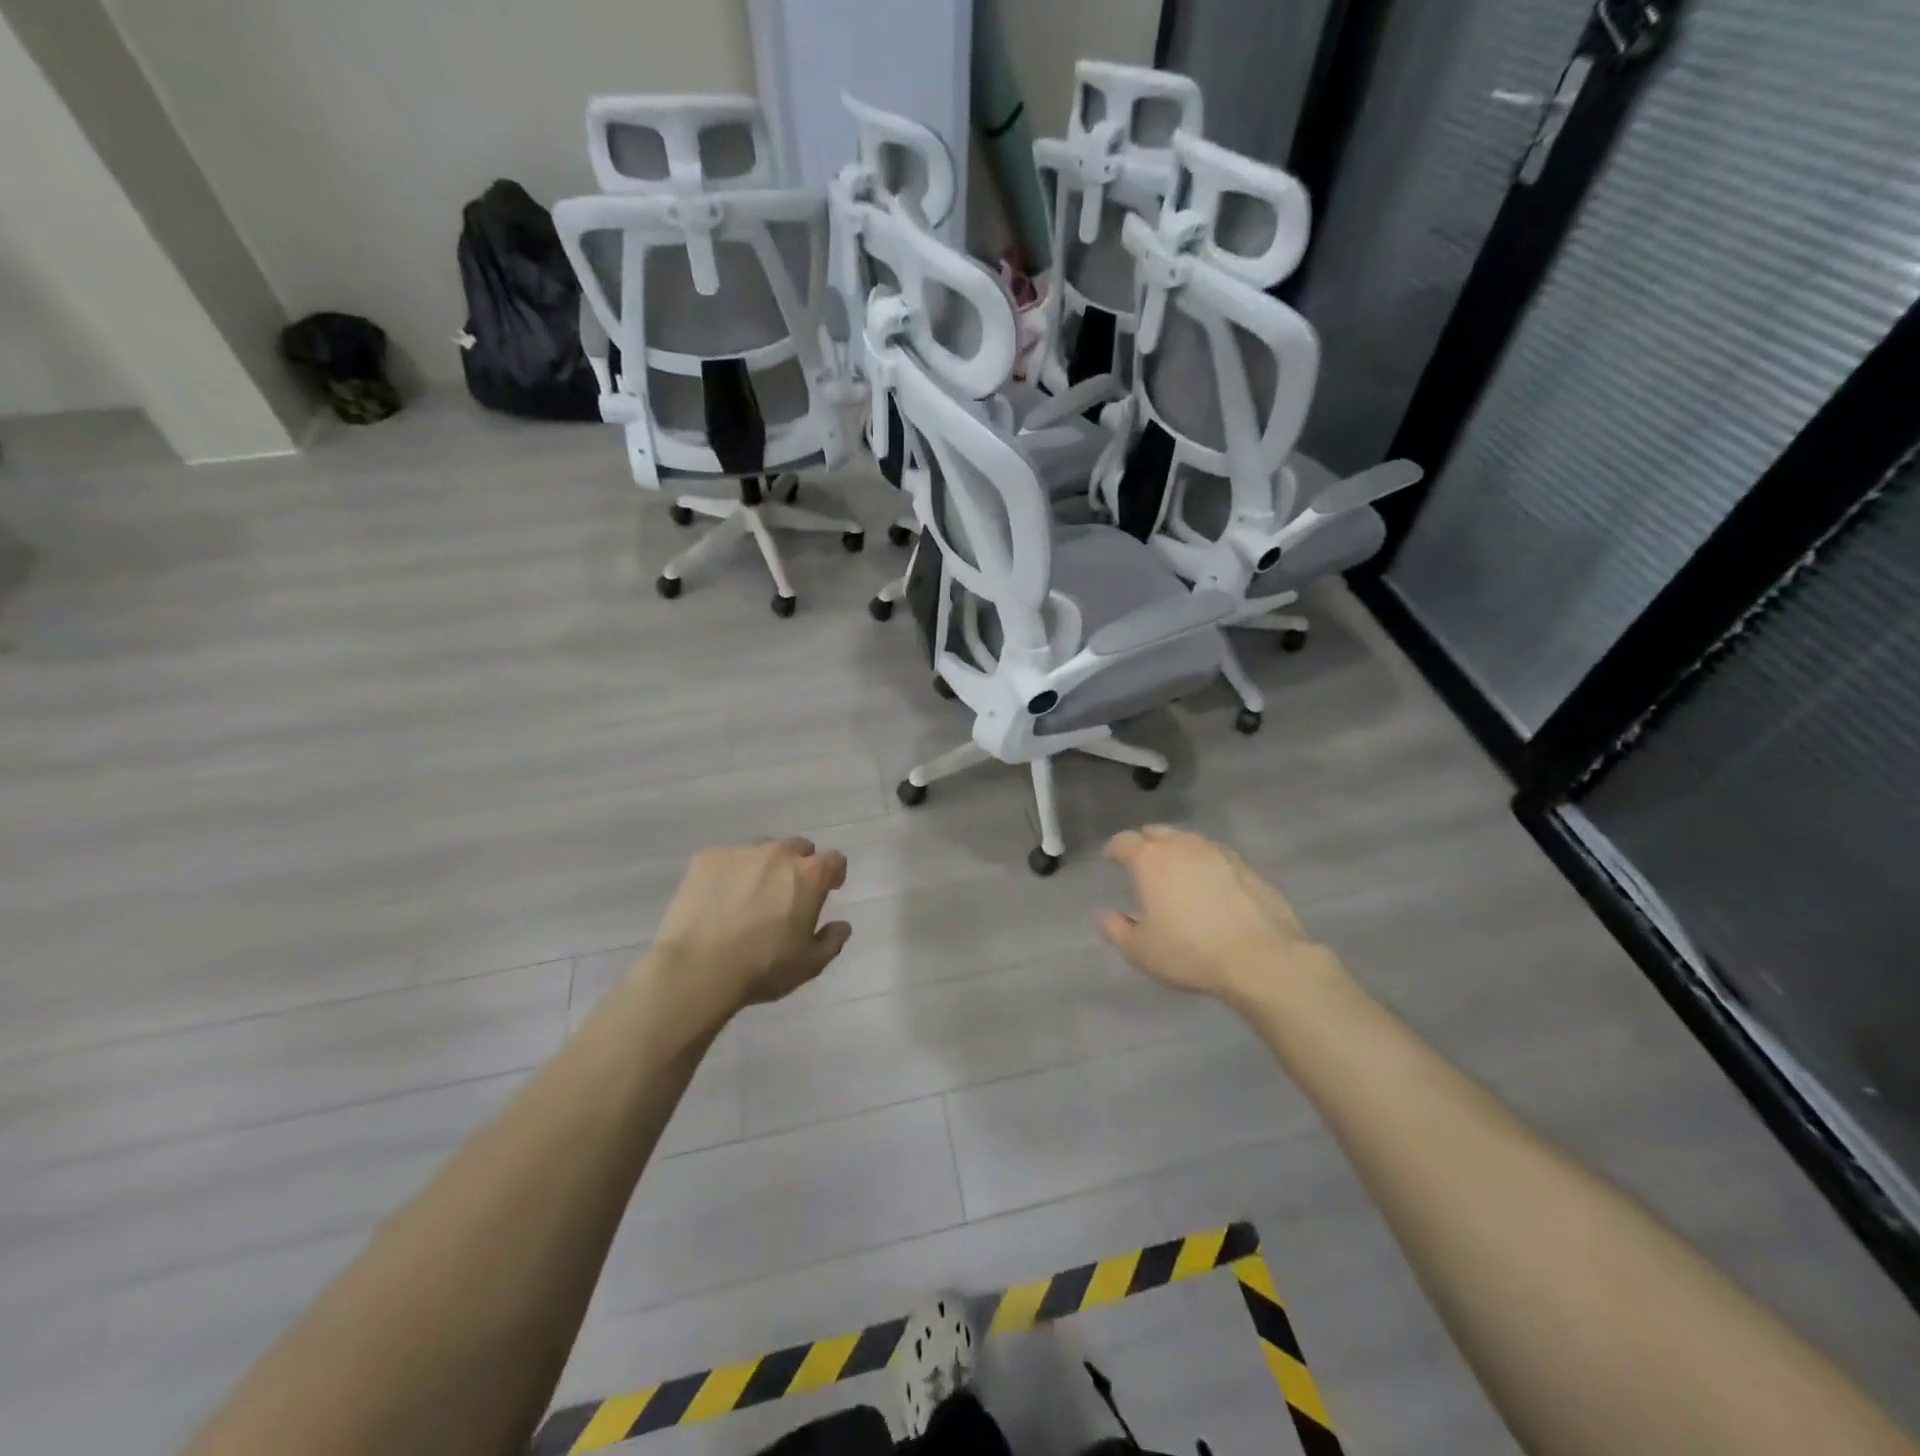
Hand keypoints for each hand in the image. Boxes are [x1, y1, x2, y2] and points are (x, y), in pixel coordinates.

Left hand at [647, 838, 851, 1024]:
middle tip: (788, 893)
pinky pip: (727, 858)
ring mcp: (741, 852)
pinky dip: (730, 872)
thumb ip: (832, 941)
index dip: (833, 874)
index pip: (834, 860)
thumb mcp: (809, 964)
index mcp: (810, 875)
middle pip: (799, 847)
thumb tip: (842, 925)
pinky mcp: (707, 857)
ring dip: (764, 866)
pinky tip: (719, 898)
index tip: (828, 889)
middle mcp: (779, 853)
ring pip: (762, 850)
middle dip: (799, 865)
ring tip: (749, 895)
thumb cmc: (762, 968)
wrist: (697, 968)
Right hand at [1100, 826, 1337, 1008]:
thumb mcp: (1141, 950)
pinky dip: (1205, 863)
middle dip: (1145, 842)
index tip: (1110, 860)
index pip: (1124, 841)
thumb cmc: (1190, 952)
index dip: (1114, 849)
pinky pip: (1216, 856)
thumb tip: (1107, 915)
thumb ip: (1117, 929)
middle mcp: (1183, 846)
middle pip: (1158, 832)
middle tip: (1141, 861)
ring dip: (1177, 850)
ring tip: (1176, 871)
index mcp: (1151, 859)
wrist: (1261, 958)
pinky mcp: (1247, 867)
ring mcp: (1218, 852)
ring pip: (1189, 841)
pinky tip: (1209, 884)